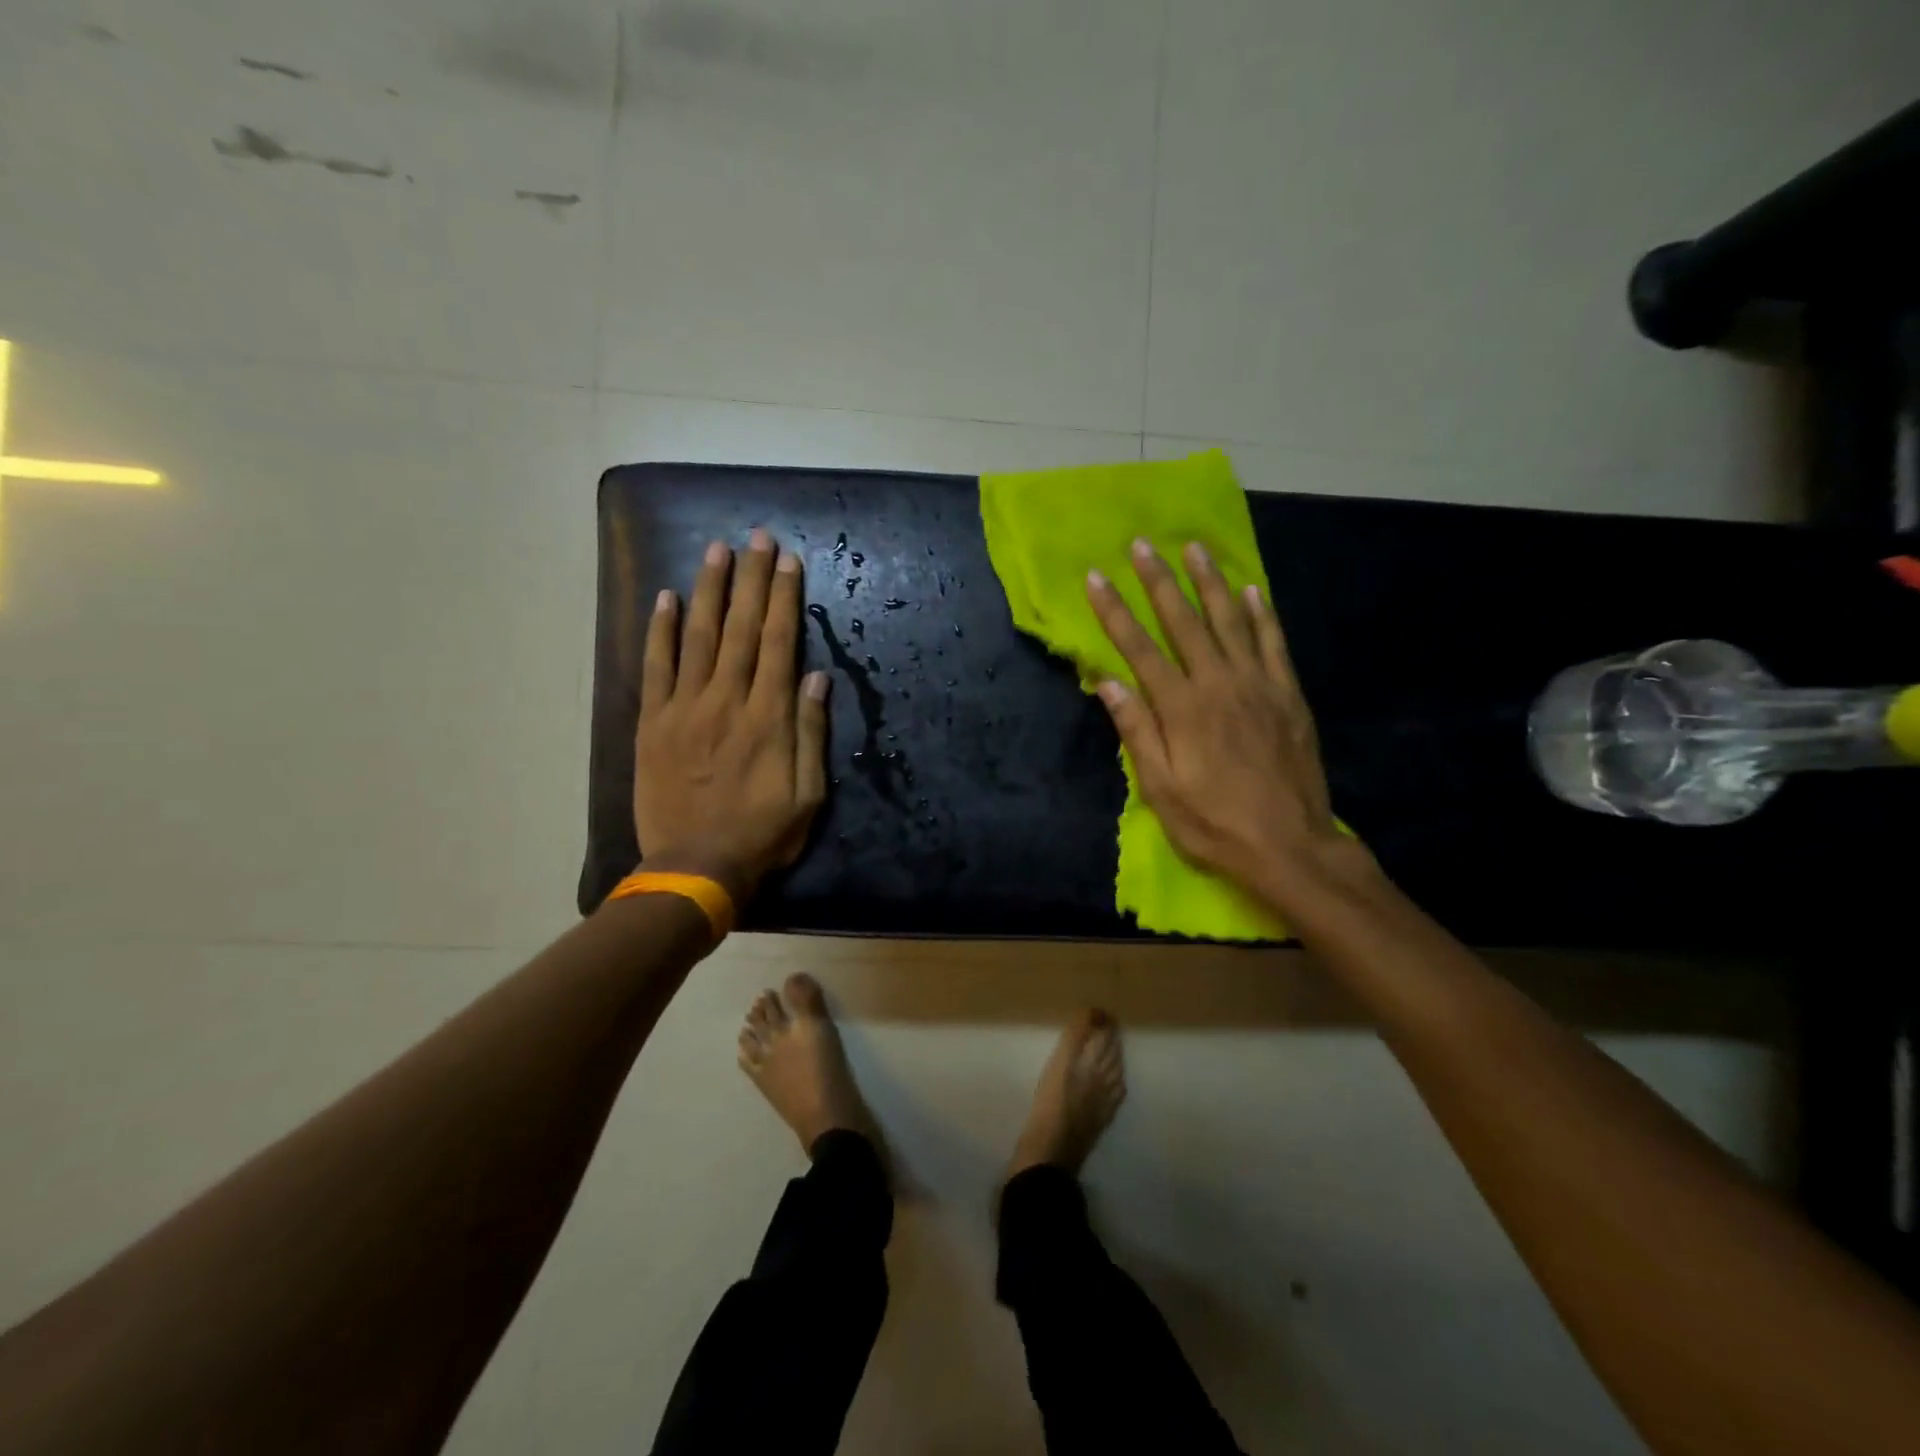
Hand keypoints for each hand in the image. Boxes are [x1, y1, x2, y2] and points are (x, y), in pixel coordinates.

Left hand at [634, 529, 829, 902]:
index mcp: (768, 717)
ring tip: (717, 550)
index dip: (783, 598)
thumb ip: (810, 732)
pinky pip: (656, 667)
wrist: (694, 867)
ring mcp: (685, 708)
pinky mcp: (653, 723)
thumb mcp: (808, 793)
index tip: (787, 561)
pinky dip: (661, 631)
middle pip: (742, 629)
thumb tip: (818, 678)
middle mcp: (727, 700)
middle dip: (751, 579)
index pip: (780, 643)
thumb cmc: (761, 834)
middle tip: (756, 537)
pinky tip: (667, 598)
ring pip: (700, 637)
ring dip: (709, 590)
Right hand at [1086, 539, 1367, 907]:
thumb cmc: (1214, 823)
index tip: (1095, 578)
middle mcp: (1219, 684)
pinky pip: (1274, 643)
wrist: (1290, 846)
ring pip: (1232, 620)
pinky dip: (1263, 614)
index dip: (1114, 612)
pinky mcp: (1288, 695)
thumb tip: (1108, 683)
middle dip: (1159, 581)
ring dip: (1211, 582)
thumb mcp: (1161, 790)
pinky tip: (1252, 589)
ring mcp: (1259, 685)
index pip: (1139, 649)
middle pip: (1184, 621)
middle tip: (1141, 545)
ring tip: (1195, 549)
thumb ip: (1137, 732)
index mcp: (1182, 708)